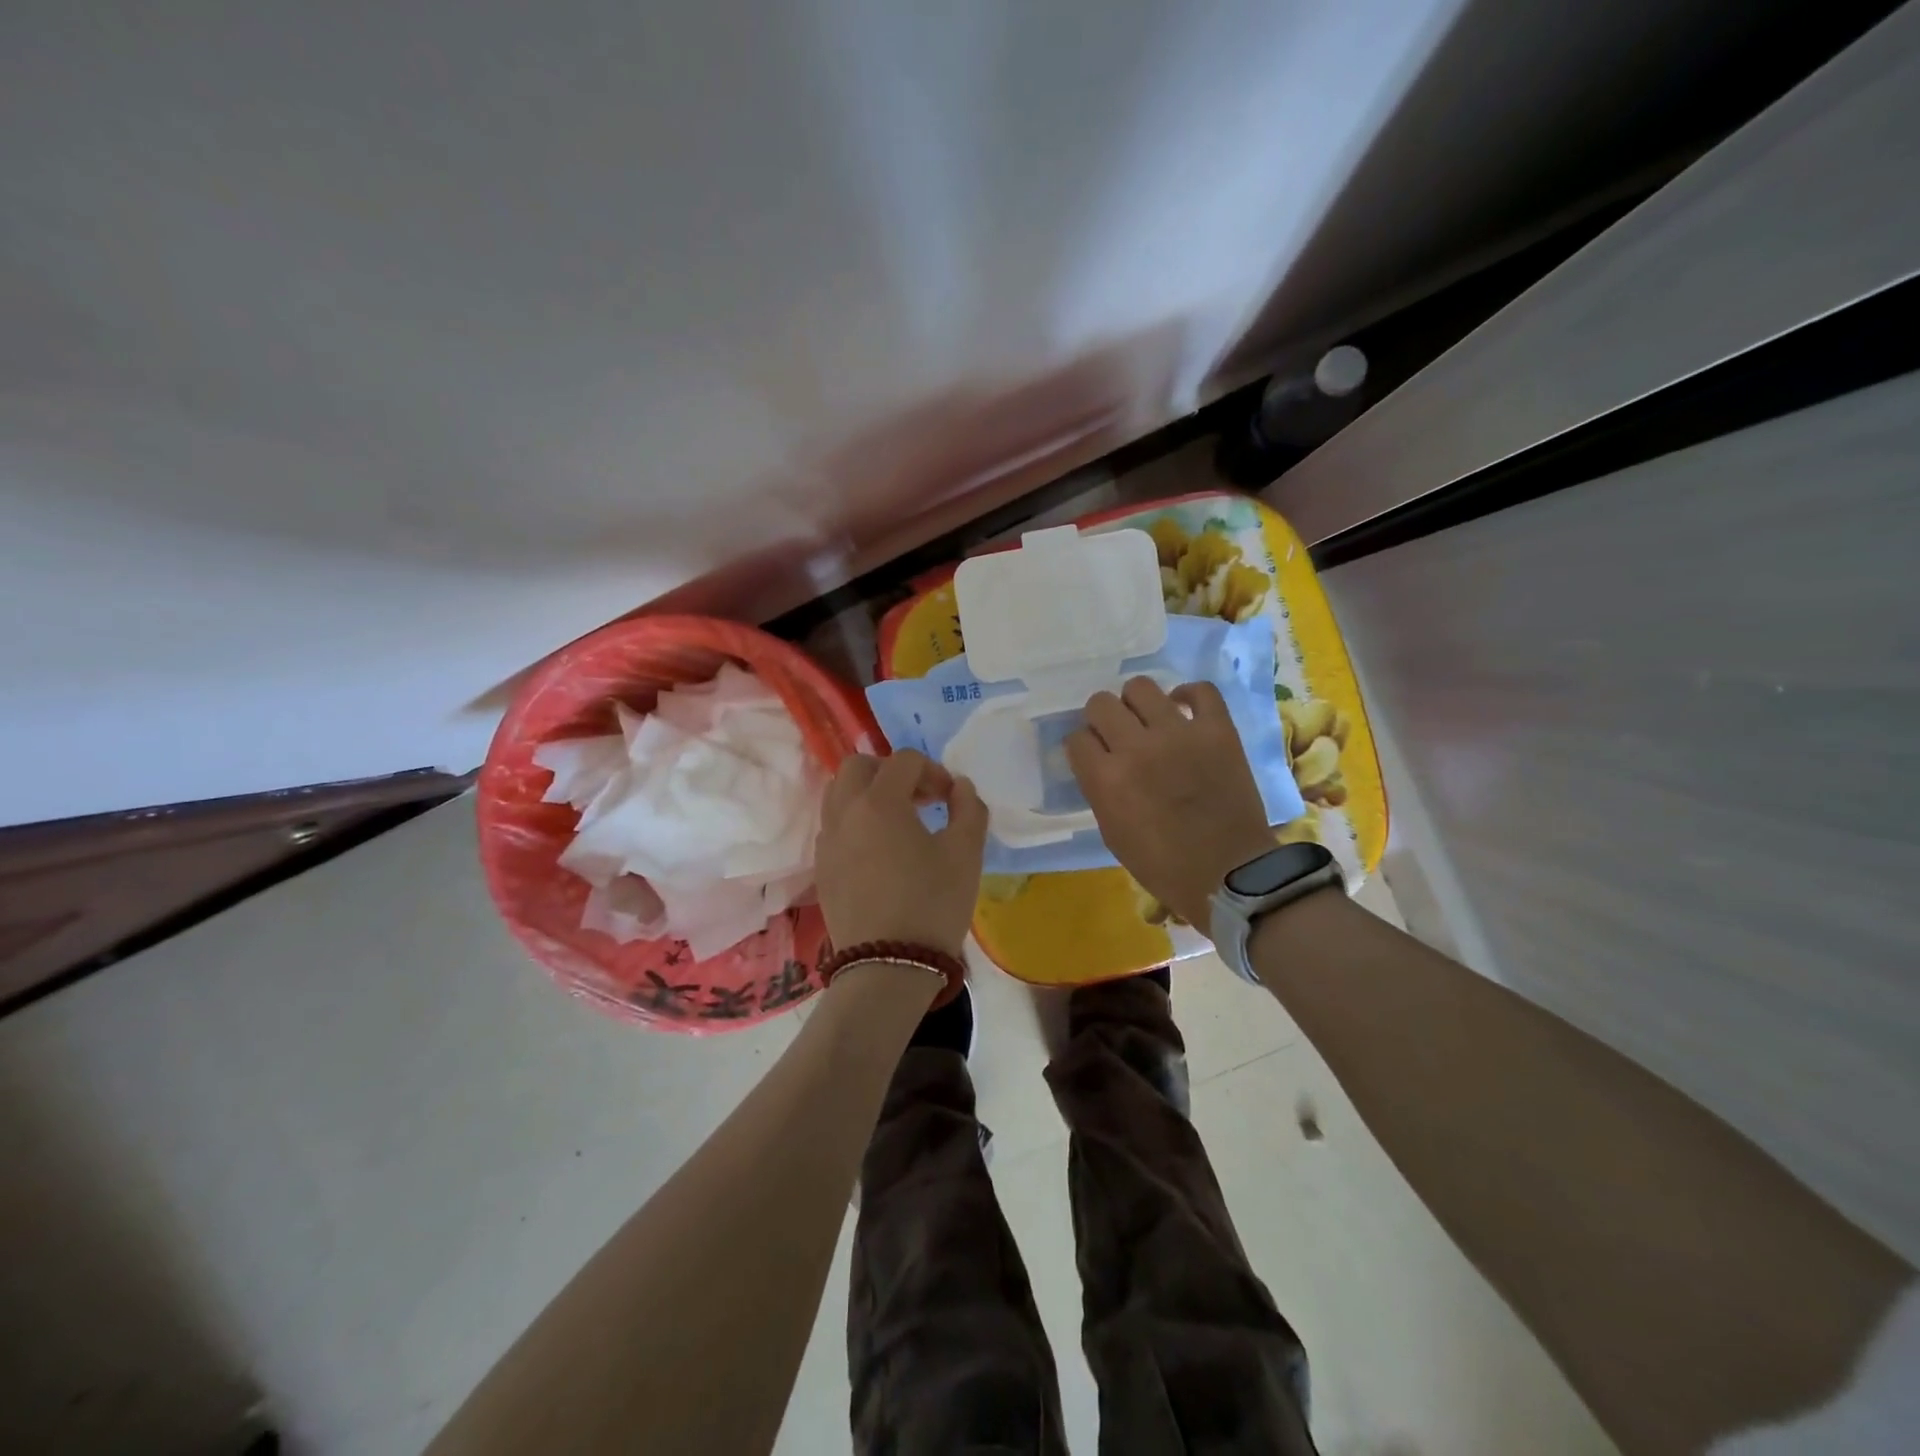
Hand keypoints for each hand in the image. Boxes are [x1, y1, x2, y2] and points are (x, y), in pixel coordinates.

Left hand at [814, 750, 987, 956]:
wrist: (888, 966)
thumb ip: (968, 808)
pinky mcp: (821, 868)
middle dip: (891, 771)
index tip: (951, 798)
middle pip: (858, 766)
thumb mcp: (966, 853)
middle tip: (919, 798)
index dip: (933, 770)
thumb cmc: (932, 904)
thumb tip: (959, 786)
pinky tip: (879, 850)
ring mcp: (827, 841)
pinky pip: (833, 825)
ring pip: (838, 794)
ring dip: (868, 793)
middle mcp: (844, 813)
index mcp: (879, 802)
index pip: (904, 761)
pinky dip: (854, 821)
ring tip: (898, 820)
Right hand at [1066, 677, 1275, 928]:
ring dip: (1136, 704)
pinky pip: (1200, 690)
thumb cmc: (1162, 865)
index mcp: (1106, 779)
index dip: (1083, 747)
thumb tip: (1096, 761)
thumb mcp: (1112, 832)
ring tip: (1147, 721)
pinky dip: (1187, 695)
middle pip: (1100, 704)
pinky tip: (1182, 710)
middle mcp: (1137, 747)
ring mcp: (1179, 733)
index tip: (1093, 756)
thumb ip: (1098, 789)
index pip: (1076, 738)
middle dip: (1101, 719)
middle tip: (1116, 736)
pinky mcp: (1218, 730)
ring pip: (1140, 687)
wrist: (1228, 874)